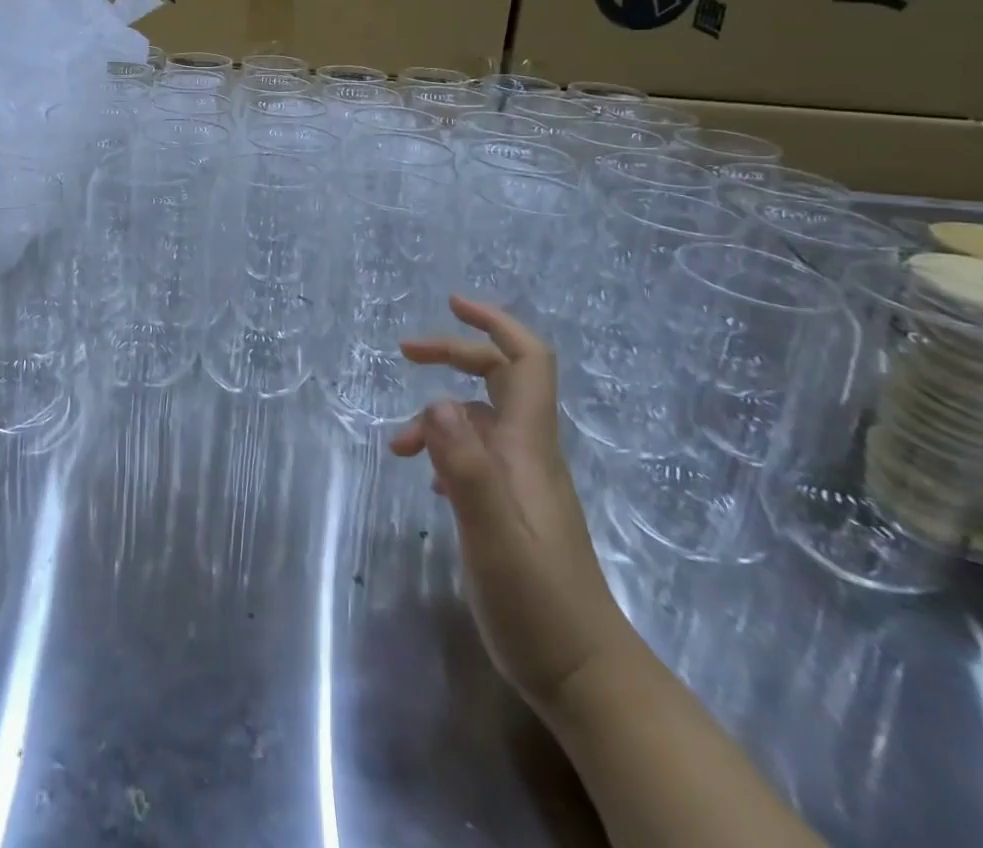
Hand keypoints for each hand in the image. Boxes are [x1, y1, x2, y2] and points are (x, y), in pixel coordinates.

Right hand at [391, 297, 629, 712]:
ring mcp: (521, 482)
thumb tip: (437, 400)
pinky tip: (429, 479)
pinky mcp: (511, 508)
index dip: (495, 323)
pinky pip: (475, 456)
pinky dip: (446, 449)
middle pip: (500, 378)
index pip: (527, 361)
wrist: (584, 677)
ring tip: (398, 448)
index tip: (452, 304)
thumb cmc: (538, 604)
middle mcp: (527, 453)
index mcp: (528, 446)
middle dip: (454, 354)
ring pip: (479, 420)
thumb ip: (466, 468)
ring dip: (437, 416)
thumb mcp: (493, 536)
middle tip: (405, 353)